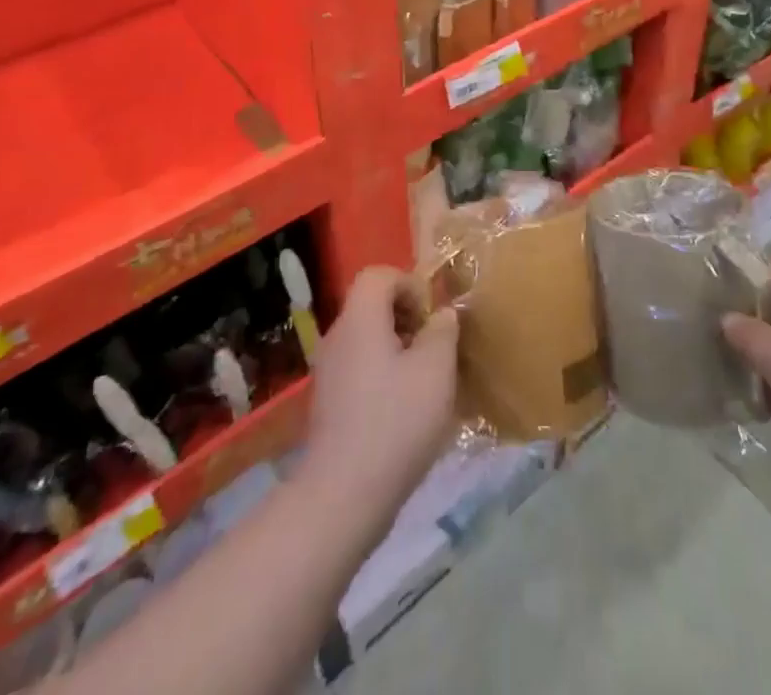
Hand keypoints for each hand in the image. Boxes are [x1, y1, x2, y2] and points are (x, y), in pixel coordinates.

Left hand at [302, 267, 457, 520]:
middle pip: (372, 305)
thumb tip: (441, 315)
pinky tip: (404, 411)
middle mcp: (338, 336)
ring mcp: (328, 372)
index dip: (410, 284)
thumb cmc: (395, 422)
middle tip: (433, 348)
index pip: (379, 274)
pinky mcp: (328, 404)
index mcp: (360, 319)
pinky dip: (383, 375)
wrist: (342, 496)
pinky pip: (360, 369)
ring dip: (398, 348)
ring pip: (367, 339)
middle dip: (407, 318)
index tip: (432, 318)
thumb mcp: (436, 370)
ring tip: (425, 381)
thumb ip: (442, 332)